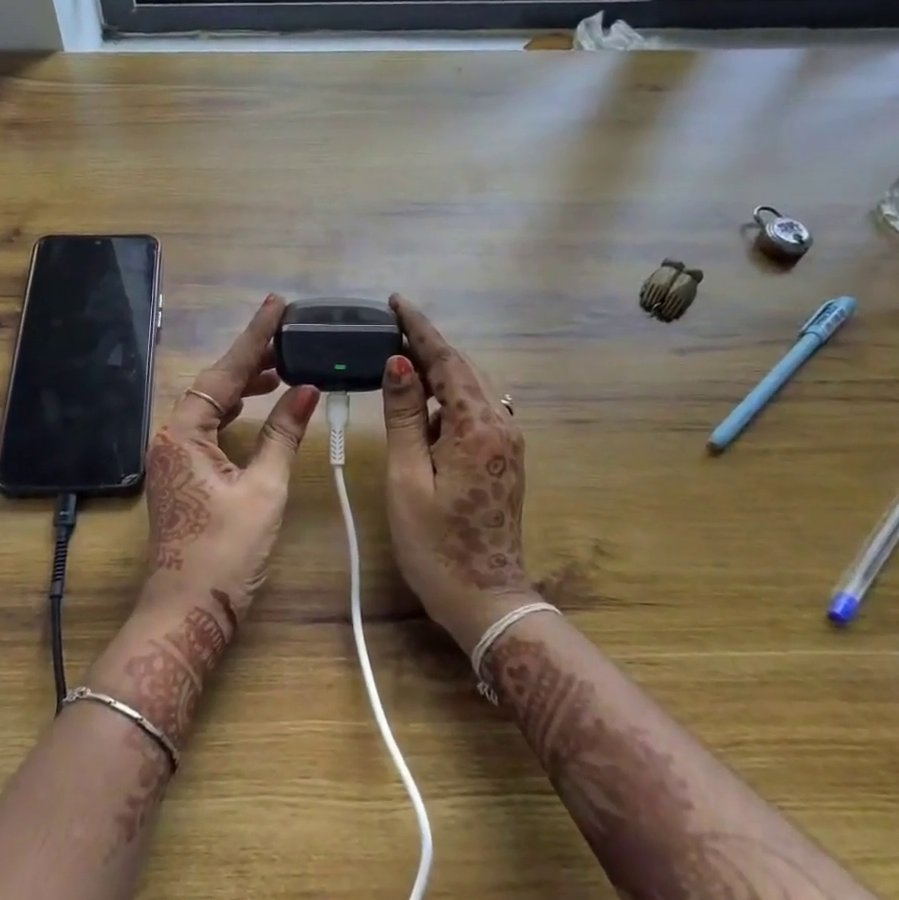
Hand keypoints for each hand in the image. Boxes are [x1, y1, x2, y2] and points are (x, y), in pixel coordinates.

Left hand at [138, 295, 318, 634]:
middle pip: (212, 385)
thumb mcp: (263, 490)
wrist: (187, 612)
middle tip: (288, 339)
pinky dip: (233, 413)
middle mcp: (170, 438)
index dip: (254, 338)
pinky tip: (255, 408)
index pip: (224, 373)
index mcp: (183, 434)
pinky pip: (207, 428)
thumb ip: (283, 435)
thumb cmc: (225, 553)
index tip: (276, 305)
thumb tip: (307, 391)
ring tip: (280, 369)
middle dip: (249, 360)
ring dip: (242, 387)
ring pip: (209, 406)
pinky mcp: (181, 475)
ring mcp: (172, 458)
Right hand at [381, 294, 539, 652]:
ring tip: (399, 363)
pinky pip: (474, 413)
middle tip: (390, 328)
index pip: (446, 362)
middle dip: (427, 346)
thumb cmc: (436, 544)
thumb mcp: (409, 478)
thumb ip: (404, 417)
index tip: (396, 302)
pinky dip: (446, 401)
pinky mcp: (504, 458)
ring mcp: (507, 442)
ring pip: (469, 390)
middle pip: (462, 370)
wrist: (484, 597)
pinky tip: (422, 409)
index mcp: (477, 427)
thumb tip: (399, 363)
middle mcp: (501, 425)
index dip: (419, 329)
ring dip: (437, 373)